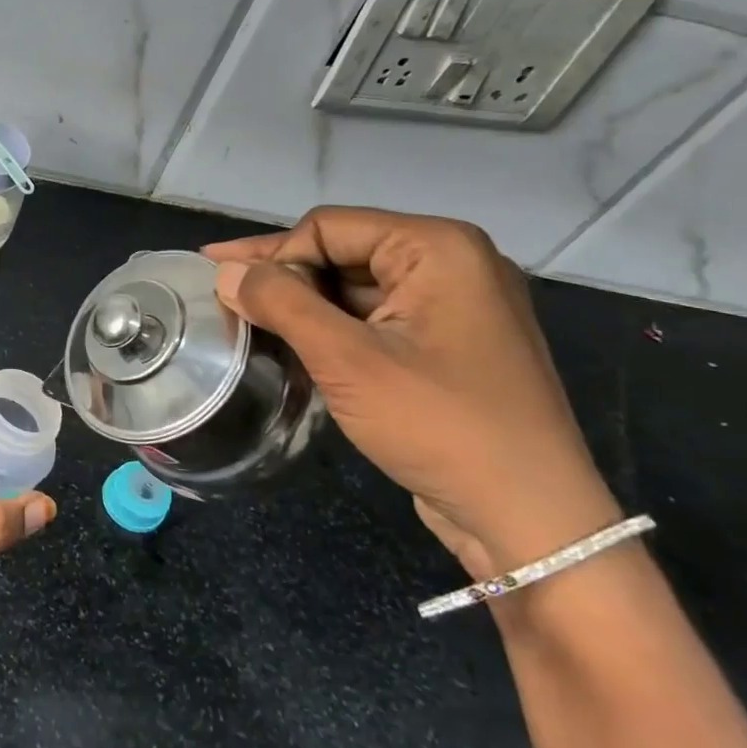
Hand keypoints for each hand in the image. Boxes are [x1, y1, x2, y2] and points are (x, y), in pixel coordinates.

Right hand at [205, 207, 620, 575]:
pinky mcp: (447, 346)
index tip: (216, 279)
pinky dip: (331, 329)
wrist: (529, 519)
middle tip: (221, 295)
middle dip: (282, 277)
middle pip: (343, 253)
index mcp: (439, 248)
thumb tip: (224, 272)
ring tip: (245, 321)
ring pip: (355, 289)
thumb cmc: (439, 424)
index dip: (270, 253)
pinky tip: (291, 345)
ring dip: (302, 305)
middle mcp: (453, 265)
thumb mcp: (348, 360)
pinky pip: (375, 320)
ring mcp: (454, 308)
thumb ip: (281, 304)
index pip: (329, 228)